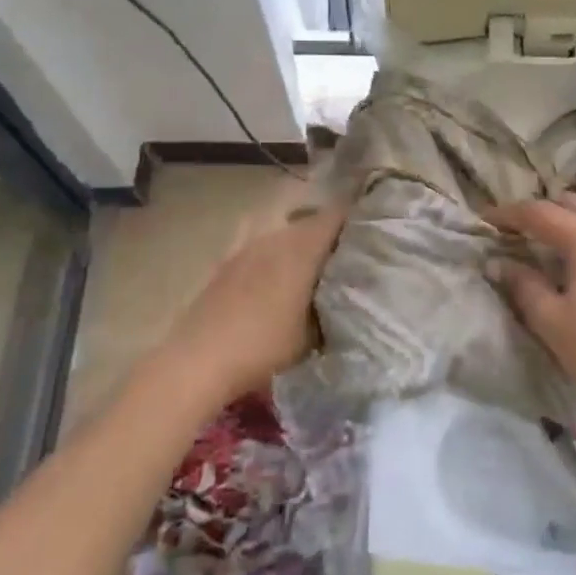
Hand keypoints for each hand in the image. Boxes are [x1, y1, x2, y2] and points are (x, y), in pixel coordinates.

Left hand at [164, 194, 348, 402]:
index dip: (359, 215)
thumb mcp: (313, 334)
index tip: (376, 225)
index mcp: (302, 247)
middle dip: (333, 232)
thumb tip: (352, 298)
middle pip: (312, 220)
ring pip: (286, 231)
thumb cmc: (264, 345)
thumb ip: (335, 308)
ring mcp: (248, 245)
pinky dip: (275, 252)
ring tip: (315, 264)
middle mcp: (277, 236)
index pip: (338, 214)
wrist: (199, 360)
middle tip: (351, 252)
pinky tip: (276, 272)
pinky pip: (262, 245)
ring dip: (302, 242)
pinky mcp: (228, 260)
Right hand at [488, 193, 575, 410]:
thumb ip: (522, 284)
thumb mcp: (549, 318)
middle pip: (567, 203)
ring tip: (533, 241)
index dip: (508, 214)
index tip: (483, 220)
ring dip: (559, 220)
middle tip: (511, 228)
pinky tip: (562, 257)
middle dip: (538, 210)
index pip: (538, 212)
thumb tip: (498, 263)